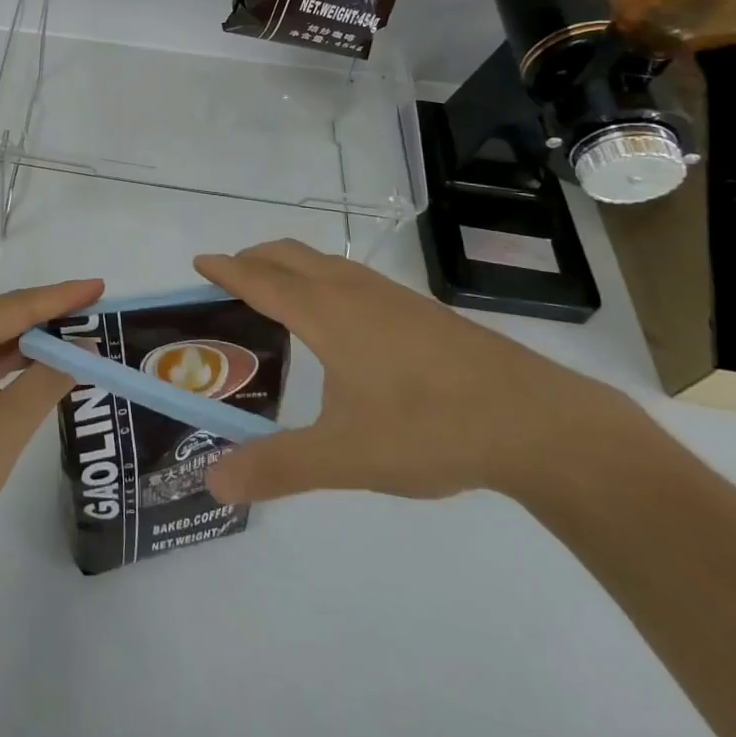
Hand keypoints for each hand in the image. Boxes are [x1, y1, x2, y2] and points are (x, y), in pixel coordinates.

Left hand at [0, 279, 102, 540]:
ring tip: (81, 334)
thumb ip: (48, 381)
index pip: (16, 306)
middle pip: (6, 315)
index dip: (62, 297)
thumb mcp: (6, 425)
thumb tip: (84, 349)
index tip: (99, 286)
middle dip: (52, 315)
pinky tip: (45, 360)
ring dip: (35, 338)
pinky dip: (16, 358)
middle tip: (97, 311)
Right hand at [193, 240, 632, 504]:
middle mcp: (353, 291)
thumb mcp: (346, 456)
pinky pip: (352, 276)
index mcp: (326, 313)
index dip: (226, 269)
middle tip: (229, 278)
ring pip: (325, 262)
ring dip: (290, 265)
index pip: (261, 280)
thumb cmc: (430, 427)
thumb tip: (212, 480)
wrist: (536, 421)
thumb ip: (277, 467)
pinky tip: (340, 320)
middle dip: (254, 257)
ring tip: (276, 295)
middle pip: (290, 255)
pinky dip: (322, 278)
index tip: (199, 261)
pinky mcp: (420, 310)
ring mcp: (391, 296)